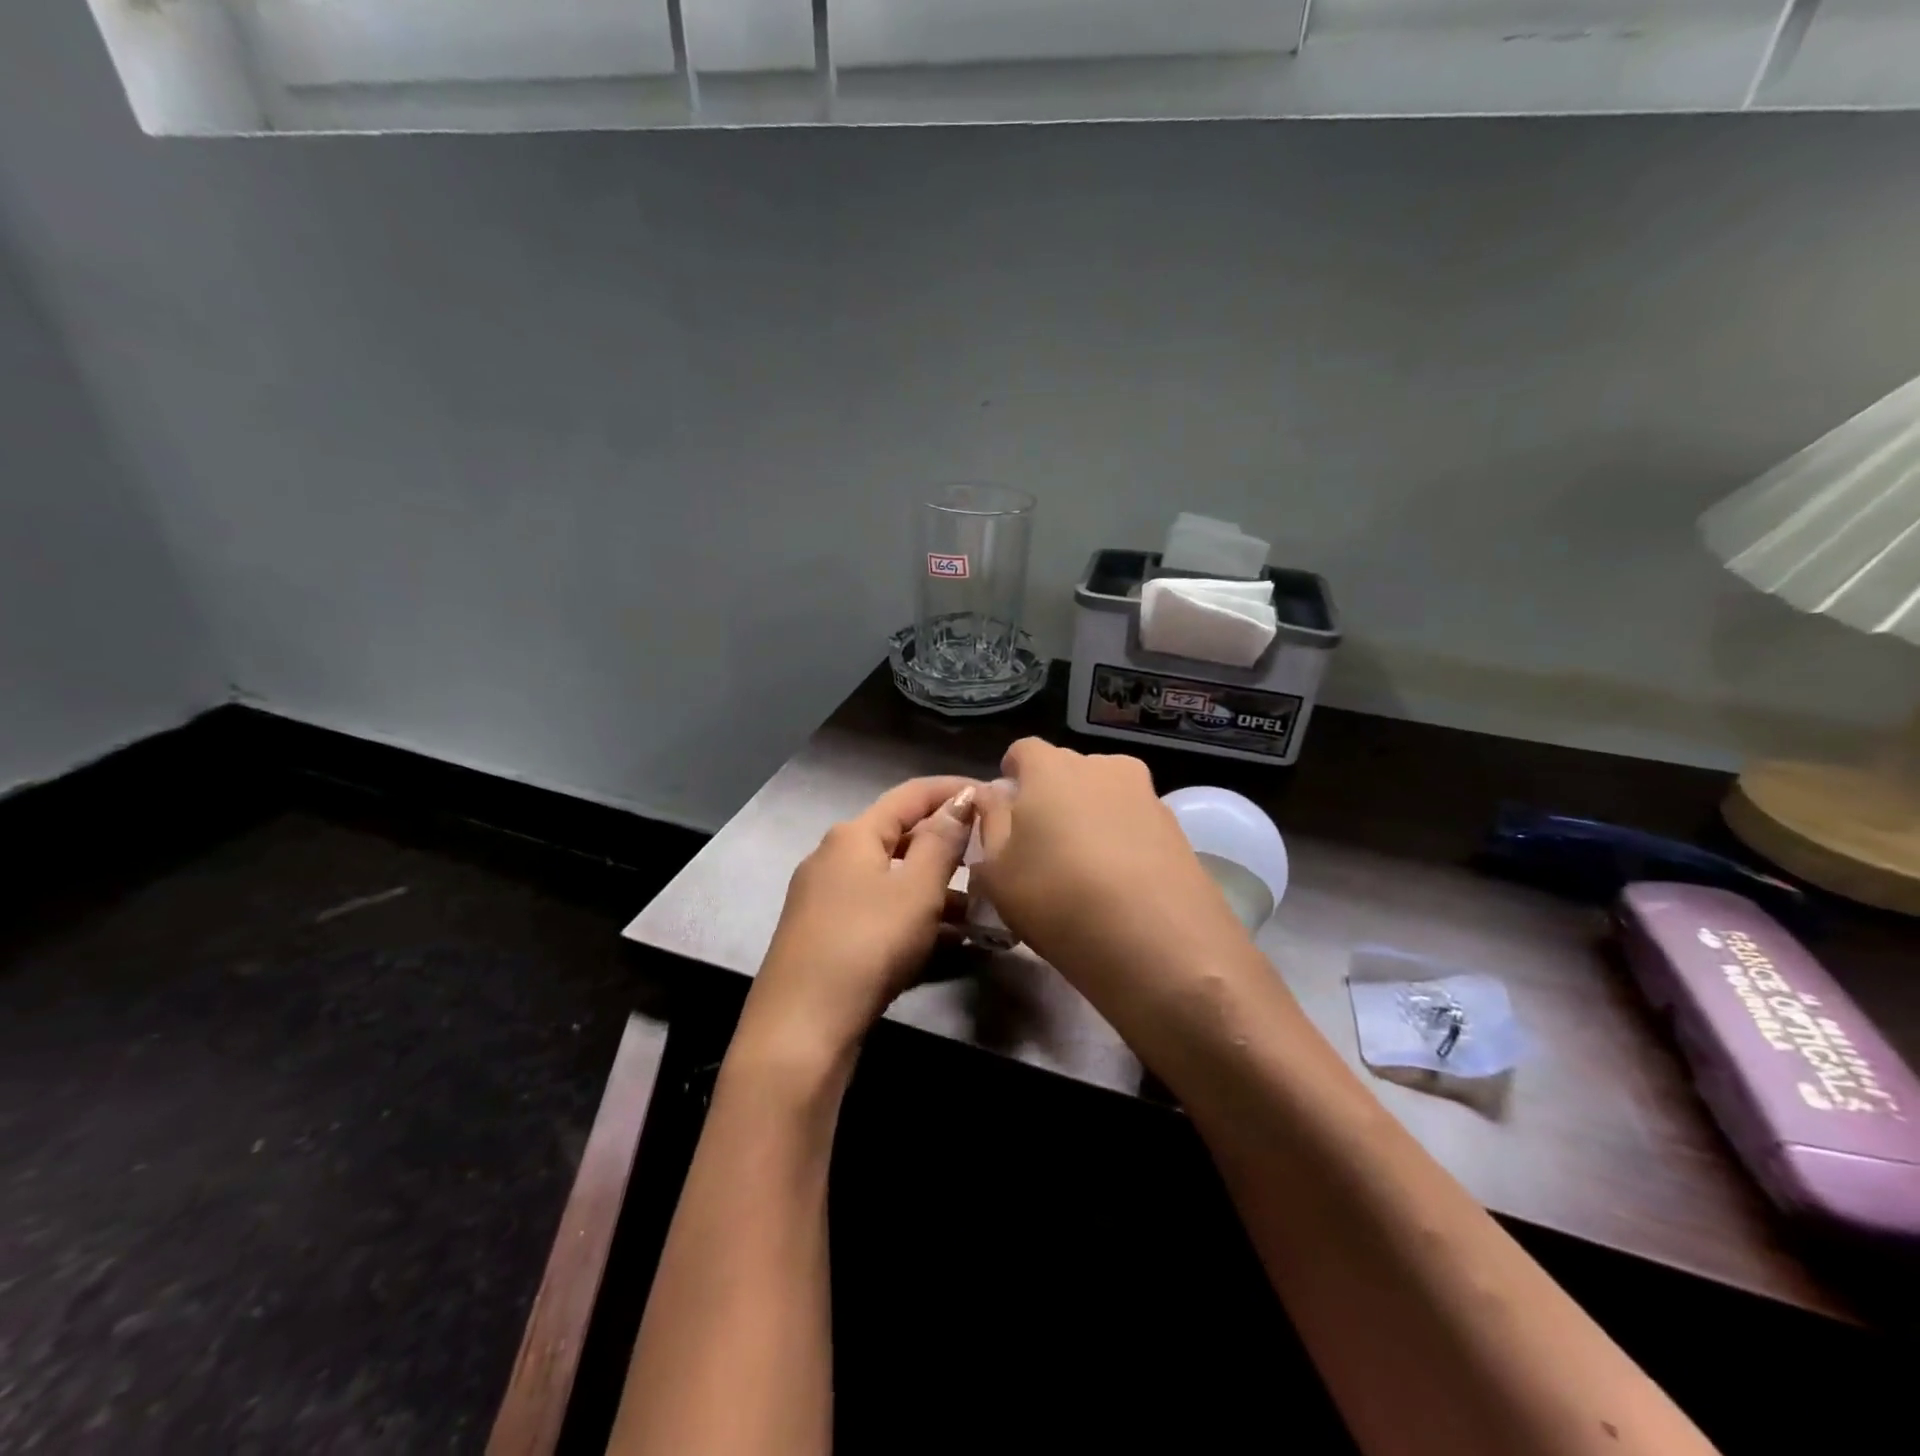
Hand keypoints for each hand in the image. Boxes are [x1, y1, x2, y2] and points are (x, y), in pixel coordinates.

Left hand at [740, 776, 979, 1067]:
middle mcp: (835, 856)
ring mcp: (826, 897)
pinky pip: (880, 909)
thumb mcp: (917, 890)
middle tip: (991, 855)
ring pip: (893, 878)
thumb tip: (960, 800)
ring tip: (982, 907)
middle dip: (948, 844)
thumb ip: (942, 841)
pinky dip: (914, 915)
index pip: (912, 794)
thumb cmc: (867, 943)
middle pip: (901, 836)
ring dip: (936, 887)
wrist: (801, 1026)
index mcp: (854, 834)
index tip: (992, 795)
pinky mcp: (826, 933)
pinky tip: (948, 939)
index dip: (953, 790)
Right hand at [971, 740, 1246, 1003]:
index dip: (1012, 776)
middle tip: (1041, 846)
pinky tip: (1117, 883)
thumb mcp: (997, 870)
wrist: (1160, 942)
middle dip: (1050, 796)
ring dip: (1089, 818)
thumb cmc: (1058, 898)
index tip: (1007, 812)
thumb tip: (993, 795)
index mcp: (1051, 767)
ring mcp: (1145, 793)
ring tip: (1082, 868)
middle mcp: (1101, 766)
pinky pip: (1134, 821)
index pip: (1023, 750)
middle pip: (1066, 770)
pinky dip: (1121, 840)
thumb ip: (990, 822)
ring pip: (1104, 794)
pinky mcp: (1176, 827)